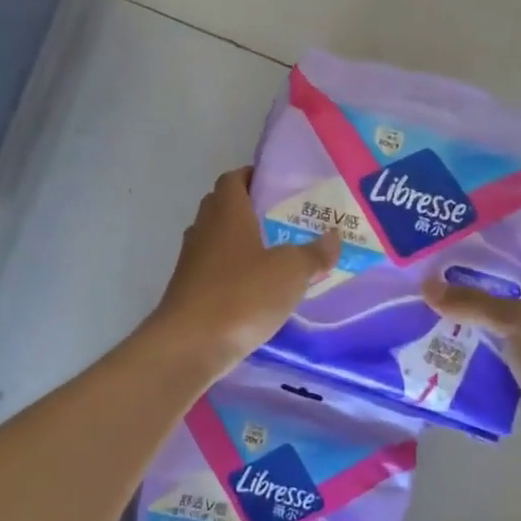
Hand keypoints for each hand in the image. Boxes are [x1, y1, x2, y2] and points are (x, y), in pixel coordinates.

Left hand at [146, 169, 341, 377]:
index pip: (233, 178)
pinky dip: (232, 273)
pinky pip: (212, 270)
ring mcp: (191, 261)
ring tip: (275, 256)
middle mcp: (204, 229)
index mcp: (227, 212)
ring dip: (240, 243)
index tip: (277, 186)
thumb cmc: (242, 295)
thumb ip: (314, 253)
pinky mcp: (187, 291)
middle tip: (283, 220)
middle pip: (223, 207)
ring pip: (217, 240)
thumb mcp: (290, 272)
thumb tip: (333, 237)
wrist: (190, 344)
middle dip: (249, 209)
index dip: (253, 176)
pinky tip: (255, 291)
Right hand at [423, 261, 520, 485]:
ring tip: (424, 314)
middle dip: (475, 291)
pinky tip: (438, 355)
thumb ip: (474, 303)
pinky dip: (473, 362)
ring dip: (470, 329)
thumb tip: (427, 286)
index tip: (460, 250)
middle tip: (431, 281)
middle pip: (513, 298)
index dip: (502, 254)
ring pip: (501, 334)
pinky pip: (496, 367)